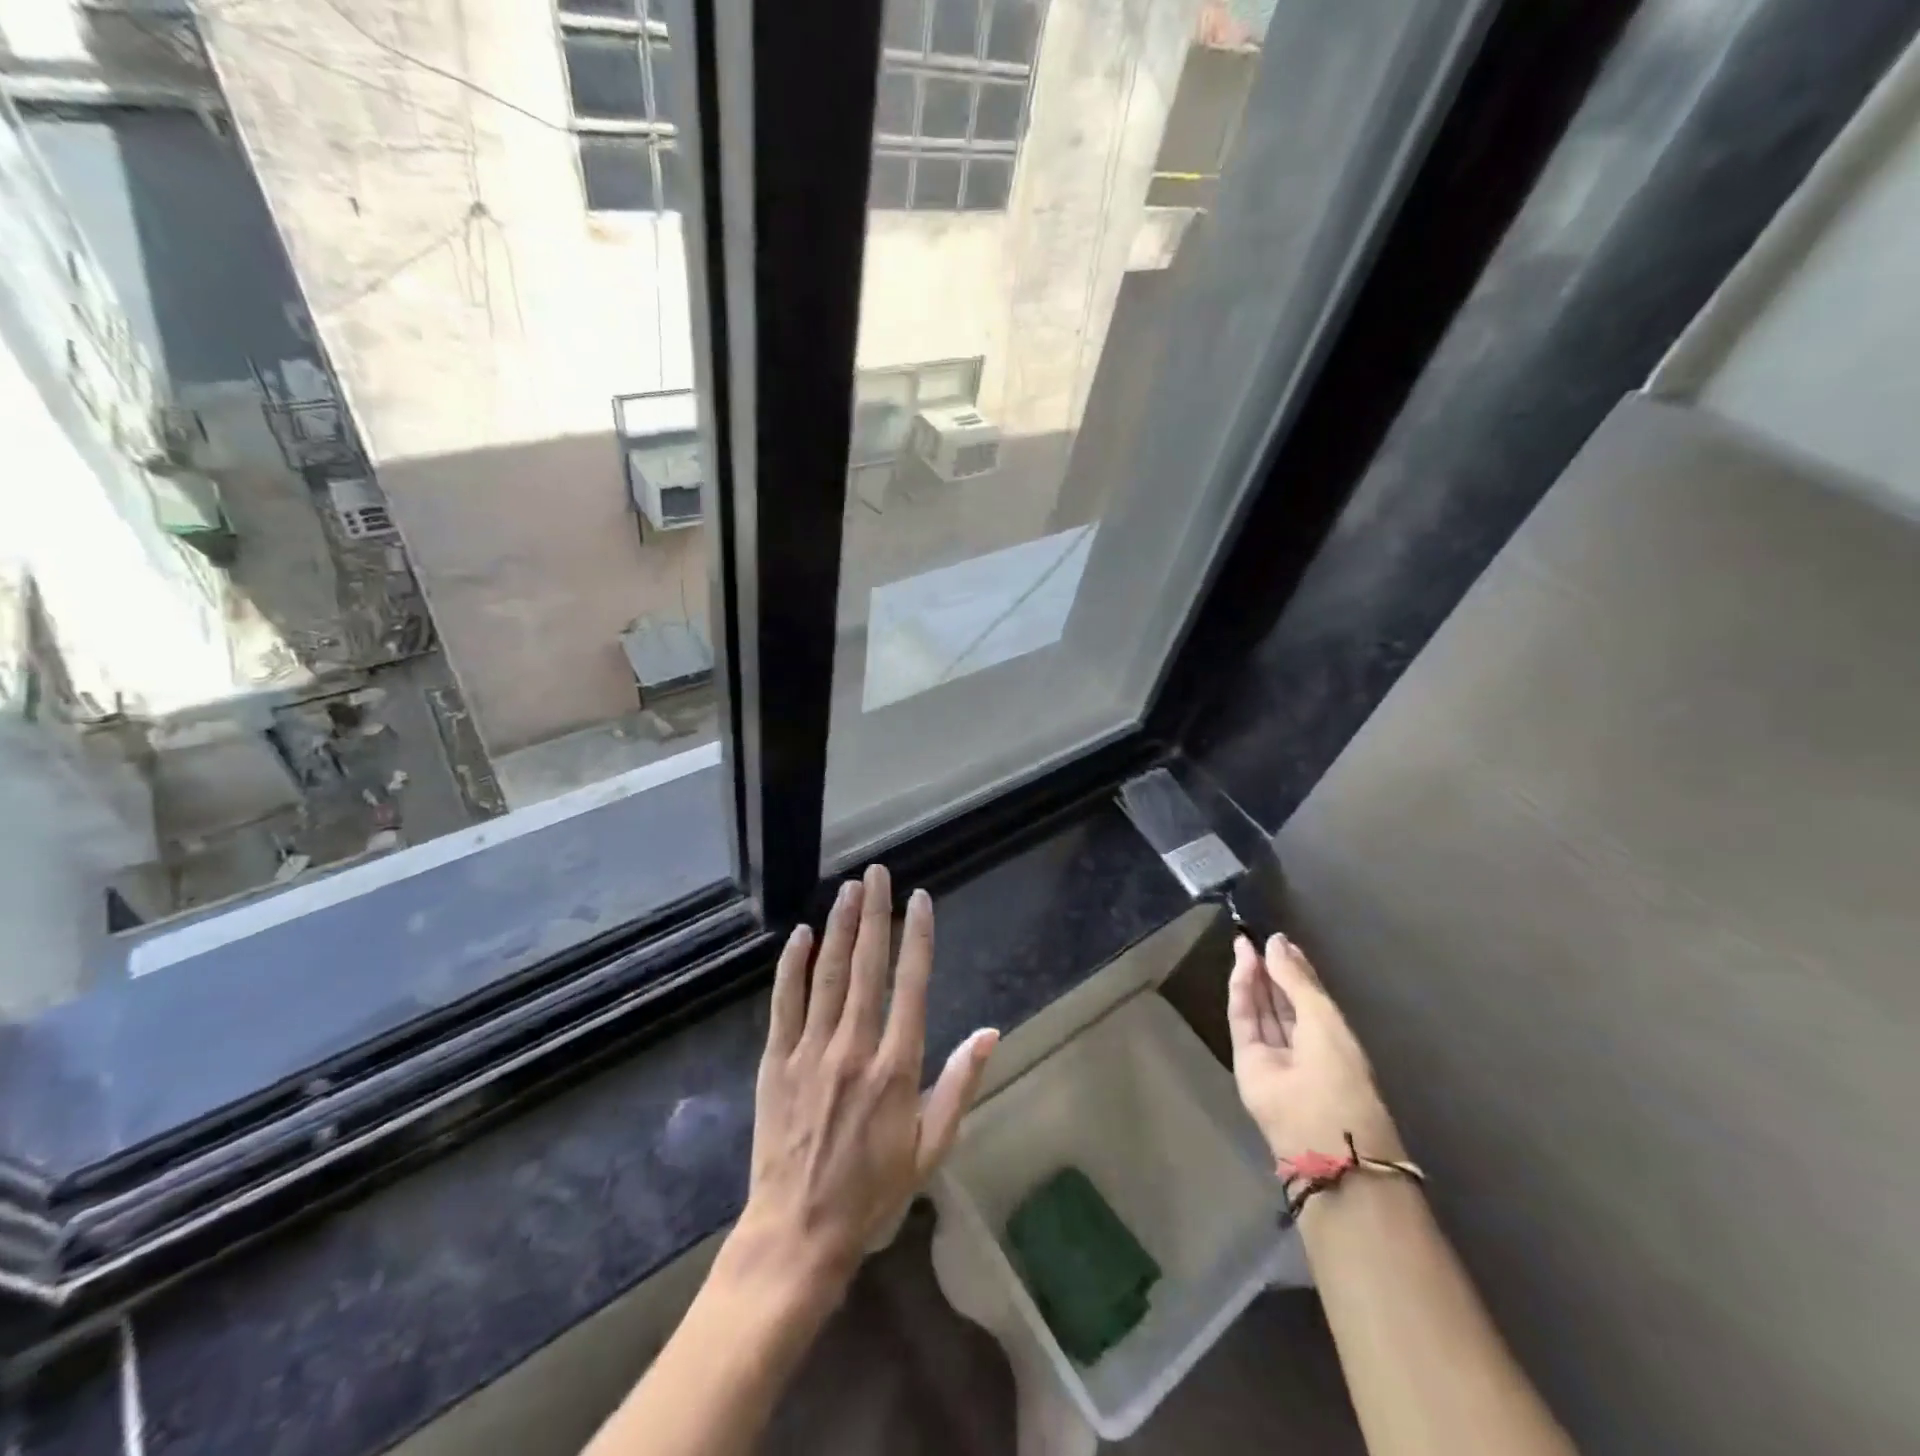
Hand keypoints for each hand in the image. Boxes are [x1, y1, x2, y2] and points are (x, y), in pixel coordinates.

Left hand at [732, 865, 997, 1304]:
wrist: (798, 1233)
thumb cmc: (872, 1192)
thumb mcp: (930, 1146)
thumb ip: (960, 1084)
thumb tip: (991, 1032)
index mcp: (896, 1067)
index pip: (912, 985)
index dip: (918, 937)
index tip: (920, 899)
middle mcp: (854, 1047)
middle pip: (867, 967)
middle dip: (874, 914)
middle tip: (878, 873)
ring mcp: (811, 1051)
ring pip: (827, 975)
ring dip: (840, 928)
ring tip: (848, 888)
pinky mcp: (776, 1062)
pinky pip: (785, 1003)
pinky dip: (793, 966)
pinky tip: (801, 934)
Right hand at [1227, 932, 1402, 1163]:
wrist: (1321, 1132)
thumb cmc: (1338, 1071)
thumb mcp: (1322, 1016)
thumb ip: (1295, 978)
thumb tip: (1276, 942)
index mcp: (1332, 1037)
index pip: (1307, 995)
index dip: (1293, 967)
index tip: (1279, 940)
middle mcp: (1302, 1044)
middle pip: (1281, 999)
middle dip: (1269, 969)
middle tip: (1255, 936)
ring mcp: (1272, 1053)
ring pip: (1260, 1006)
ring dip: (1253, 975)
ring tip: (1243, 942)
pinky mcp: (1245, 1059)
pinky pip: (1243, 1019)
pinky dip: (1241, 992)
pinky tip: (1241, 966)